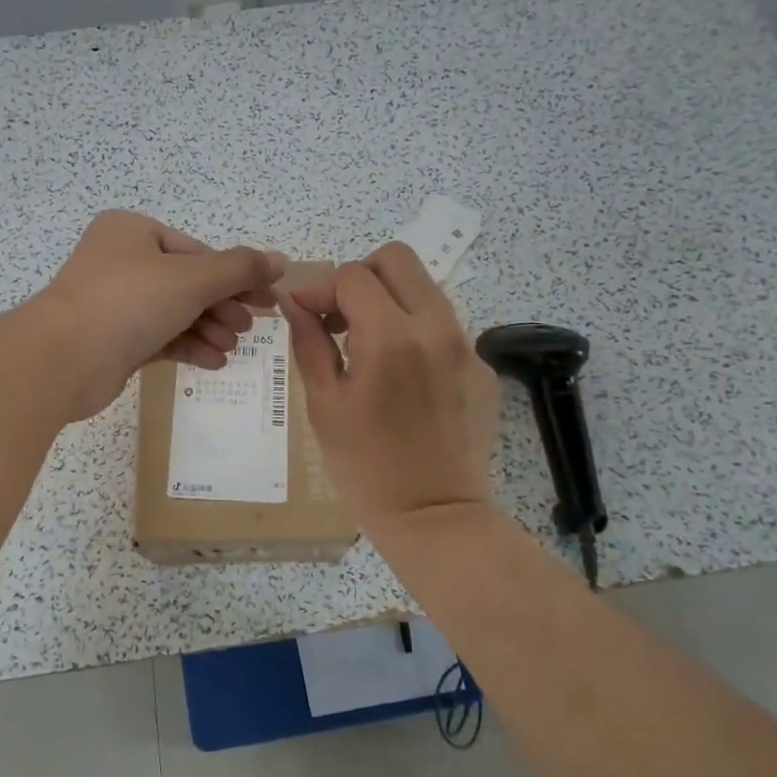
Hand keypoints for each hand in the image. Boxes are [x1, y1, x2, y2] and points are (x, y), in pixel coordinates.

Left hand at [31, 211, 285, 418]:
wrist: (63, 359)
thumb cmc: (129, 302)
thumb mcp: (192, 278)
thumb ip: (240, 268)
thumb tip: (281, 260)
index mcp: (132, 231)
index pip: (196, 251)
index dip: (235, 276)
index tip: (265, 301)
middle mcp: (120, 261)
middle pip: (187, 282)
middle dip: (221, 306)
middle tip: (249, 328)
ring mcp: (113, 302)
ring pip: (174, 312)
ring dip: (208, 328)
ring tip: (231, 348)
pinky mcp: (111, 340)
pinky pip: (159, 337)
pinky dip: (187, 346)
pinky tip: (214, 361)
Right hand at [280, 243, 499, 539]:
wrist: (436, 517)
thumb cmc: (366, 466)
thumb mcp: (324, 404)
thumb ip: (309, 341)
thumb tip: (294, 303)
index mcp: (390, 335)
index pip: (351, 276)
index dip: (319, 288)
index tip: (304, 314)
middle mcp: (436, 326)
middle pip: (397, 259)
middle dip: (360, 277)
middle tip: (340, 316)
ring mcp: (466, 345)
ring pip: (424, 288)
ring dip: (389, 300)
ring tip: (366, 344)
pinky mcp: (482, 366)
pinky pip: (444, 325)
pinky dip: (415, 332)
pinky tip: (402, 377)